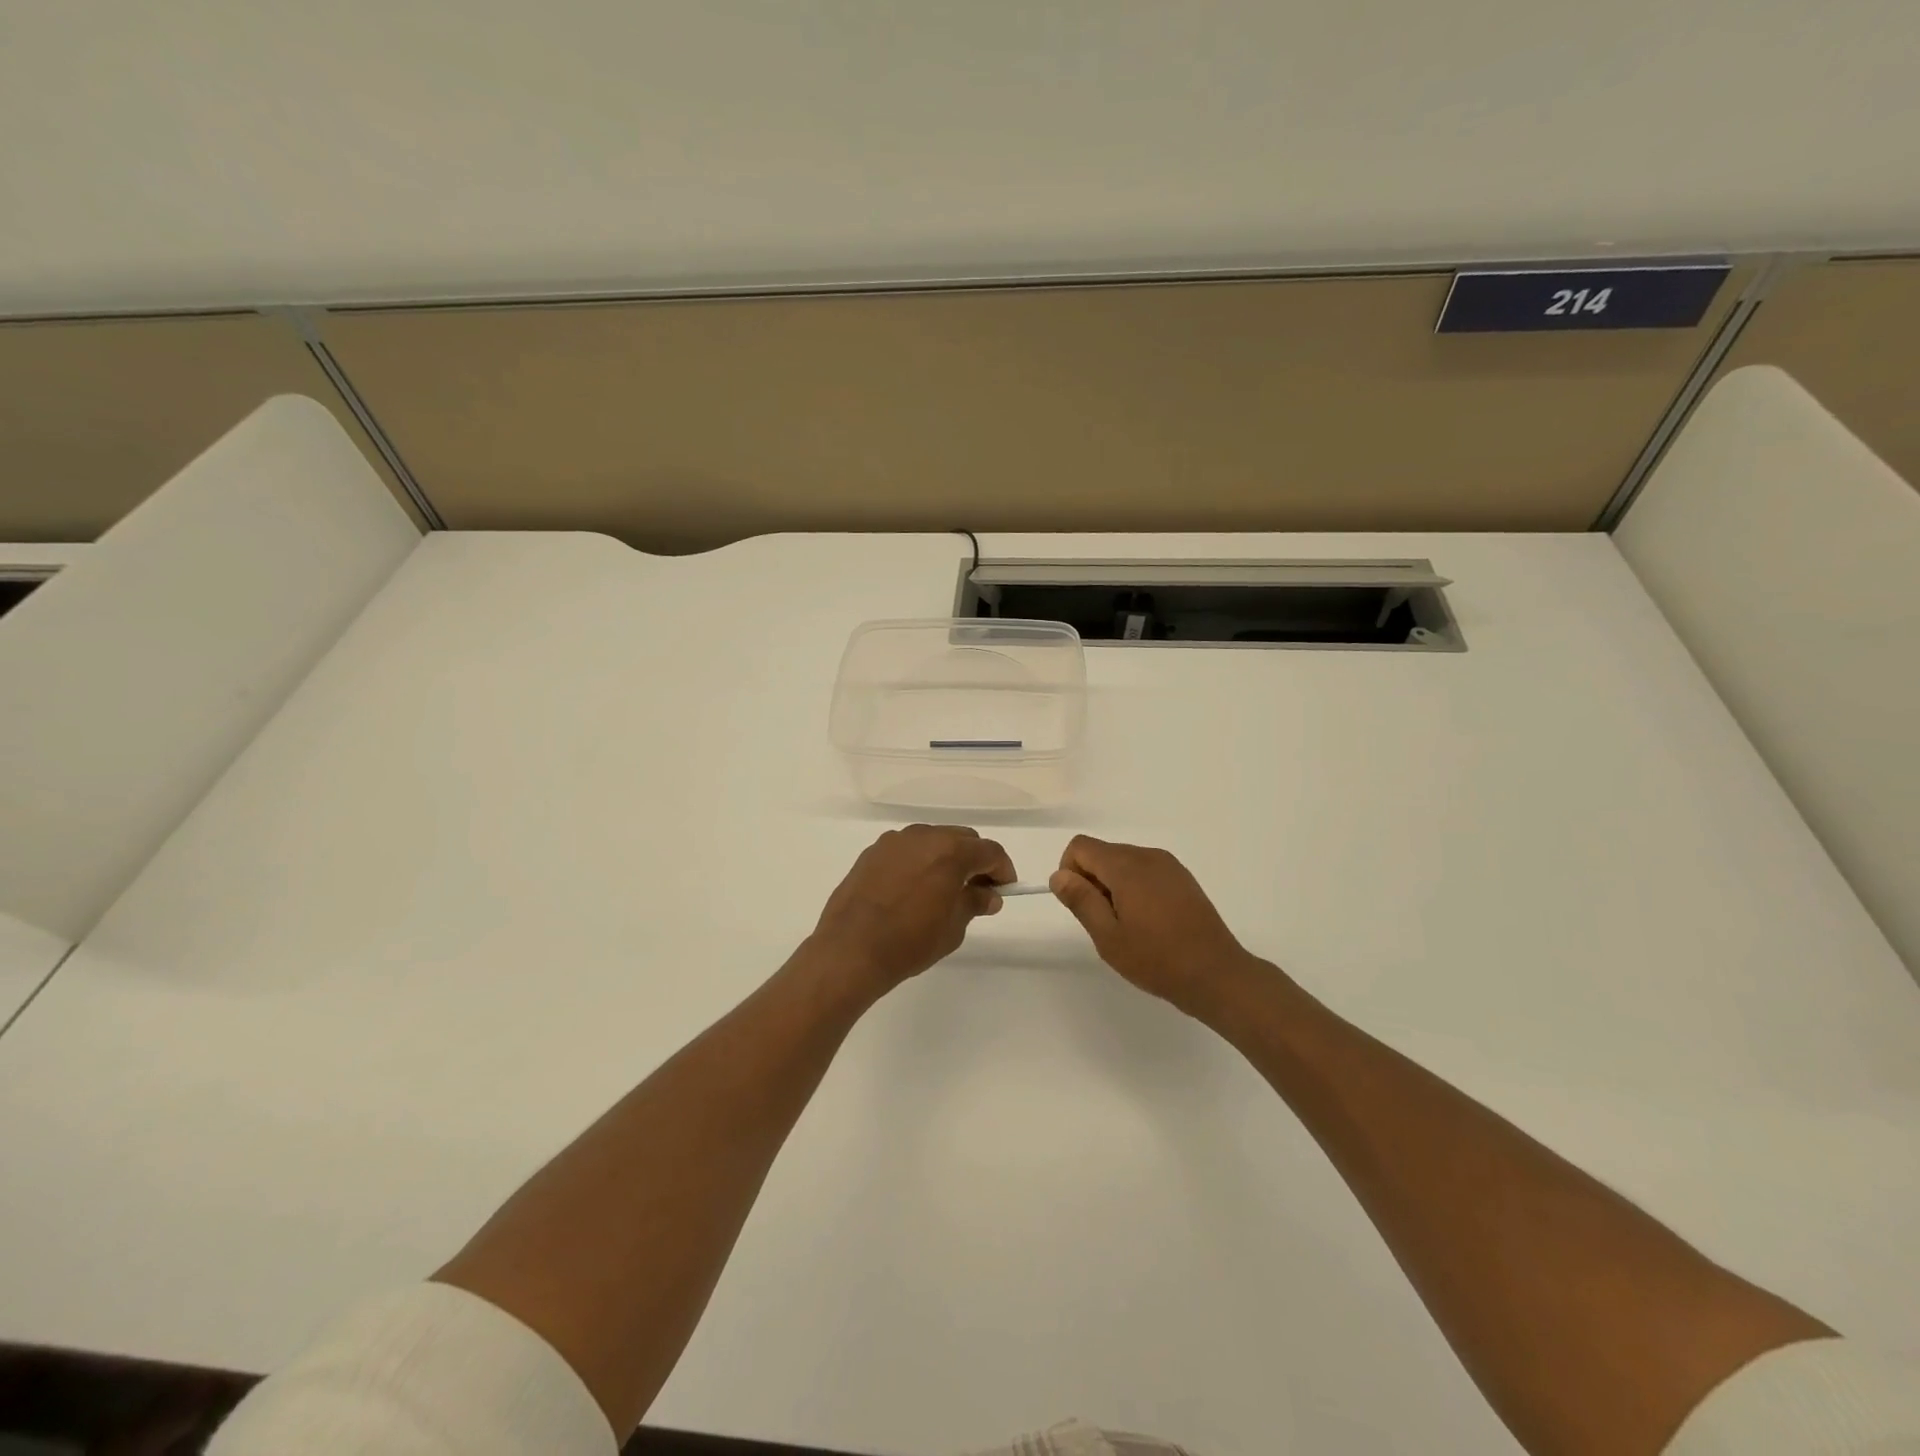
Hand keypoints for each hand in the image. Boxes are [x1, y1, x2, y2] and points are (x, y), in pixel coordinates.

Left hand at [809, 825, 1014, 994]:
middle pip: (962, 839)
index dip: (1003, 870)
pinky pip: (907, 850)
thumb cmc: (910, 941)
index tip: (1005, 890)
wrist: (850, 950)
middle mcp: (923, 836)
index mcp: (950, 851)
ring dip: (946, 858)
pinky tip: (913, 889)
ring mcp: (894, 841)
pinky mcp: (872, 852)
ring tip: (944, 890)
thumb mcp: (953, 928)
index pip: (989, 851)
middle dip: (975, 861)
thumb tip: (989, 895)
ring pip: (932, 840)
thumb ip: (974, 903)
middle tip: (978, 890)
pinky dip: (919, 862)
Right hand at [1050, 835, 1262, 1012]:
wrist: (1217, 975)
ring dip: (1114, 886)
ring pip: (1124, 862)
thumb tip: (1058, 875)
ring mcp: (1169, 865)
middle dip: (1092, 881)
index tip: (1081, 905)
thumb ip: (1081, 900)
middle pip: (1102, 853)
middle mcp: (1148, 855)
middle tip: (1105, 923)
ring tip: (1128, 926)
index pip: (1080, 846)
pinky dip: (1135, 888)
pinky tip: (1148, 923)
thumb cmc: (1157, 959)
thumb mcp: (1108, 936)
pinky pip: (1145, 871)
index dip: (1070, 872)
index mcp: (1127, 866)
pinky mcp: (1182, 878)